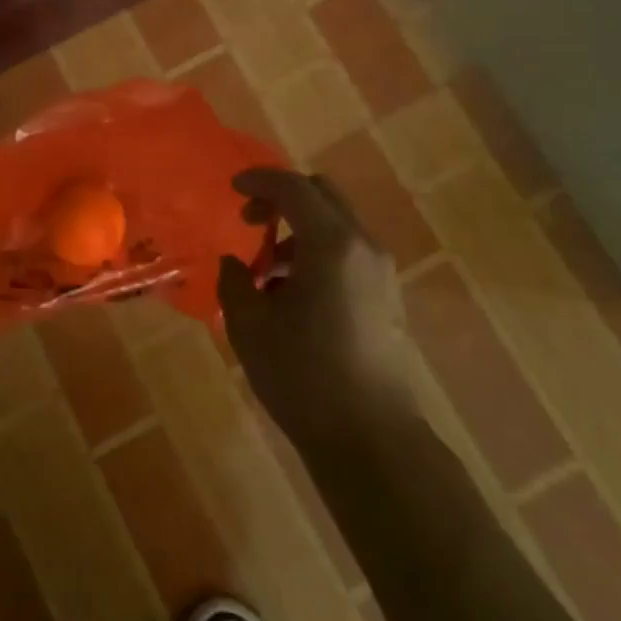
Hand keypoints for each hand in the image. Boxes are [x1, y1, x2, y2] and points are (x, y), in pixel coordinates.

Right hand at [216, 167, 413, 445]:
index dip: (259, 181)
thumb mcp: (250, 327)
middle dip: (283, 198)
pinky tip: (294, 297)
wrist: (371, 440)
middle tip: (250, 221)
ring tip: (267, 274)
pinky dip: (318, 253)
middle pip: (322, 195)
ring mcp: (381, 272)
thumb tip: (235, 264)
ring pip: (337, 225)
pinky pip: (348, 253)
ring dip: (299, 231)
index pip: (293, 187)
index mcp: (331, 244)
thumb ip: (235, 282)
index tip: (232, 188)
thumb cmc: (303, 376)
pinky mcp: (387, 297)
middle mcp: (363, 247)